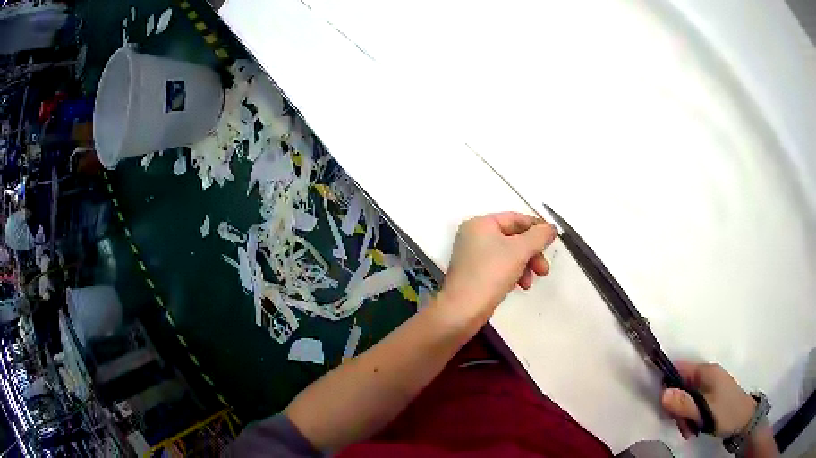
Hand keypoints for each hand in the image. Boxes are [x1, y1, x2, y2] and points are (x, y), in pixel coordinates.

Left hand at [438, 212, 556, 324]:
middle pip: (513, 238)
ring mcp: (474, 256)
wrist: (463, 309)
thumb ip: (538, 236)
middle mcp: (475, 236)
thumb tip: (550, 227)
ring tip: (529, 283)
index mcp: (481, 223)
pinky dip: (513, 274)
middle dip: (532, 253)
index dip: (536, 228)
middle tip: (544, 269)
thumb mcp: (520, 251)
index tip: (552, 240)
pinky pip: (500, 267)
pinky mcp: (475, 274)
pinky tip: (519, 286)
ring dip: (525, 266)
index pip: (515, 218)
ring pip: (509, 254)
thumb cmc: (490, 274)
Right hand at [661, 362, 756, 438]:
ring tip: (690, 430)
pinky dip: (690, 416)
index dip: (667, 384)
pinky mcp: (710, 396)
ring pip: (686, 398)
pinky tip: (694, 428)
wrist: (744, 421)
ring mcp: (709, 385)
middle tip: (682, 425)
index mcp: (706, 372)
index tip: (664, 406)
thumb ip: (684, 403)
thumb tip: (662, 393)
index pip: (679, 368)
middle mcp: (707, 374)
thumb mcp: (704, 411)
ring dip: (683, 415)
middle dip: (677, 408)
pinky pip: (693, 403)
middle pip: (681, 386)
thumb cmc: (726, 413)